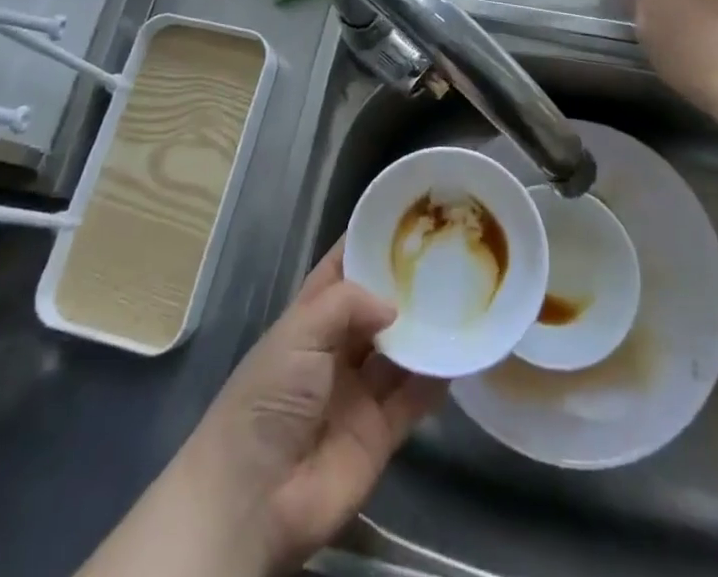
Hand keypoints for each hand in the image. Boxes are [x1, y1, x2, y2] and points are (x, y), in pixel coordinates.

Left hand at [174, 243, 446, 574]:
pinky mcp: (379, 434)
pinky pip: (413, 400)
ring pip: (400, 352)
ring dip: (424, 331)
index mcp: (309, 318)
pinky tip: (458, 355)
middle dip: (406, 287)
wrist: (254, 499)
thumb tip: (394, 305)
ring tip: (463, 299)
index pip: (342, 269)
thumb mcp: (300, 332)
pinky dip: (435, 380)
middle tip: (449, 257)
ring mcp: (359, 392)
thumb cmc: (269, 397)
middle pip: (377, 309)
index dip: (368, 244)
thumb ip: (349, 304)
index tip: (405, 218)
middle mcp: (336, 349)